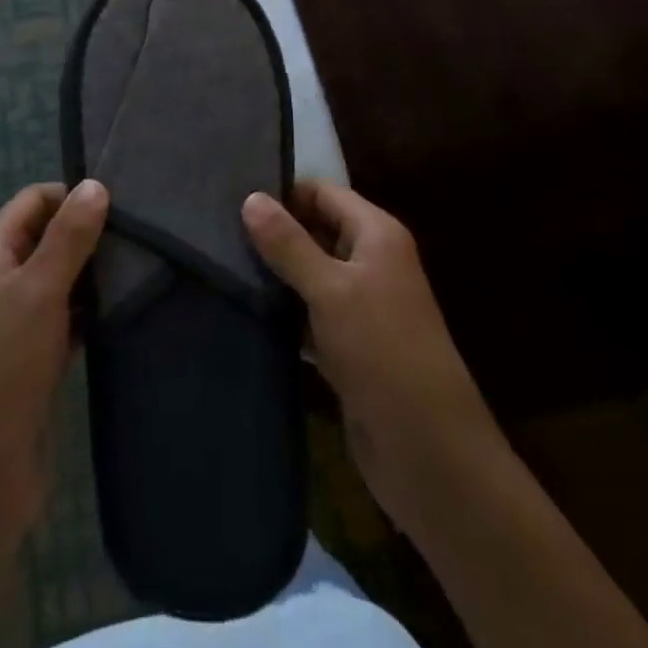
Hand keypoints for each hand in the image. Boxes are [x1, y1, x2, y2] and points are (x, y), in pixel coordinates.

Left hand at [0, 179, 109, 550]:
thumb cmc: (5, 363)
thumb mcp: (40, 289)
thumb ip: (69, 236)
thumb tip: (96, 184)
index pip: (34, 200)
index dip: (72, 195)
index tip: (120, 202)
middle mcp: (2, 277)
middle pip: (49, 236)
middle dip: (89, 232)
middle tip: (140, 233)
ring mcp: (19, 319)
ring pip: (62, 277)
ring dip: (94, 272)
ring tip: (142, 265)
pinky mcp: (38, 355)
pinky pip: (69, 317)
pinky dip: (92, 310)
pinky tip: (126, 308)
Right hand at [243, 180, 496, 541]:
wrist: (430, 454)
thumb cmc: (383, 352)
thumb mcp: (331, 290)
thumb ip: (289, 244)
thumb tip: (250, 197)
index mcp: (377, 235)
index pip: (323, 193)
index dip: (283, 193)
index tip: (232, 198)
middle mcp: (371, 262)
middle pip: (315, 231)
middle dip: (273, 233)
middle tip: (217, 233)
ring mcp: (361, 307)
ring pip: (309, 274)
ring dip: (275, 274)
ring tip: (221, 266)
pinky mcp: (349, 346)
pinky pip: (309, 314)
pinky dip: (284, 312)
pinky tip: (245, 310)